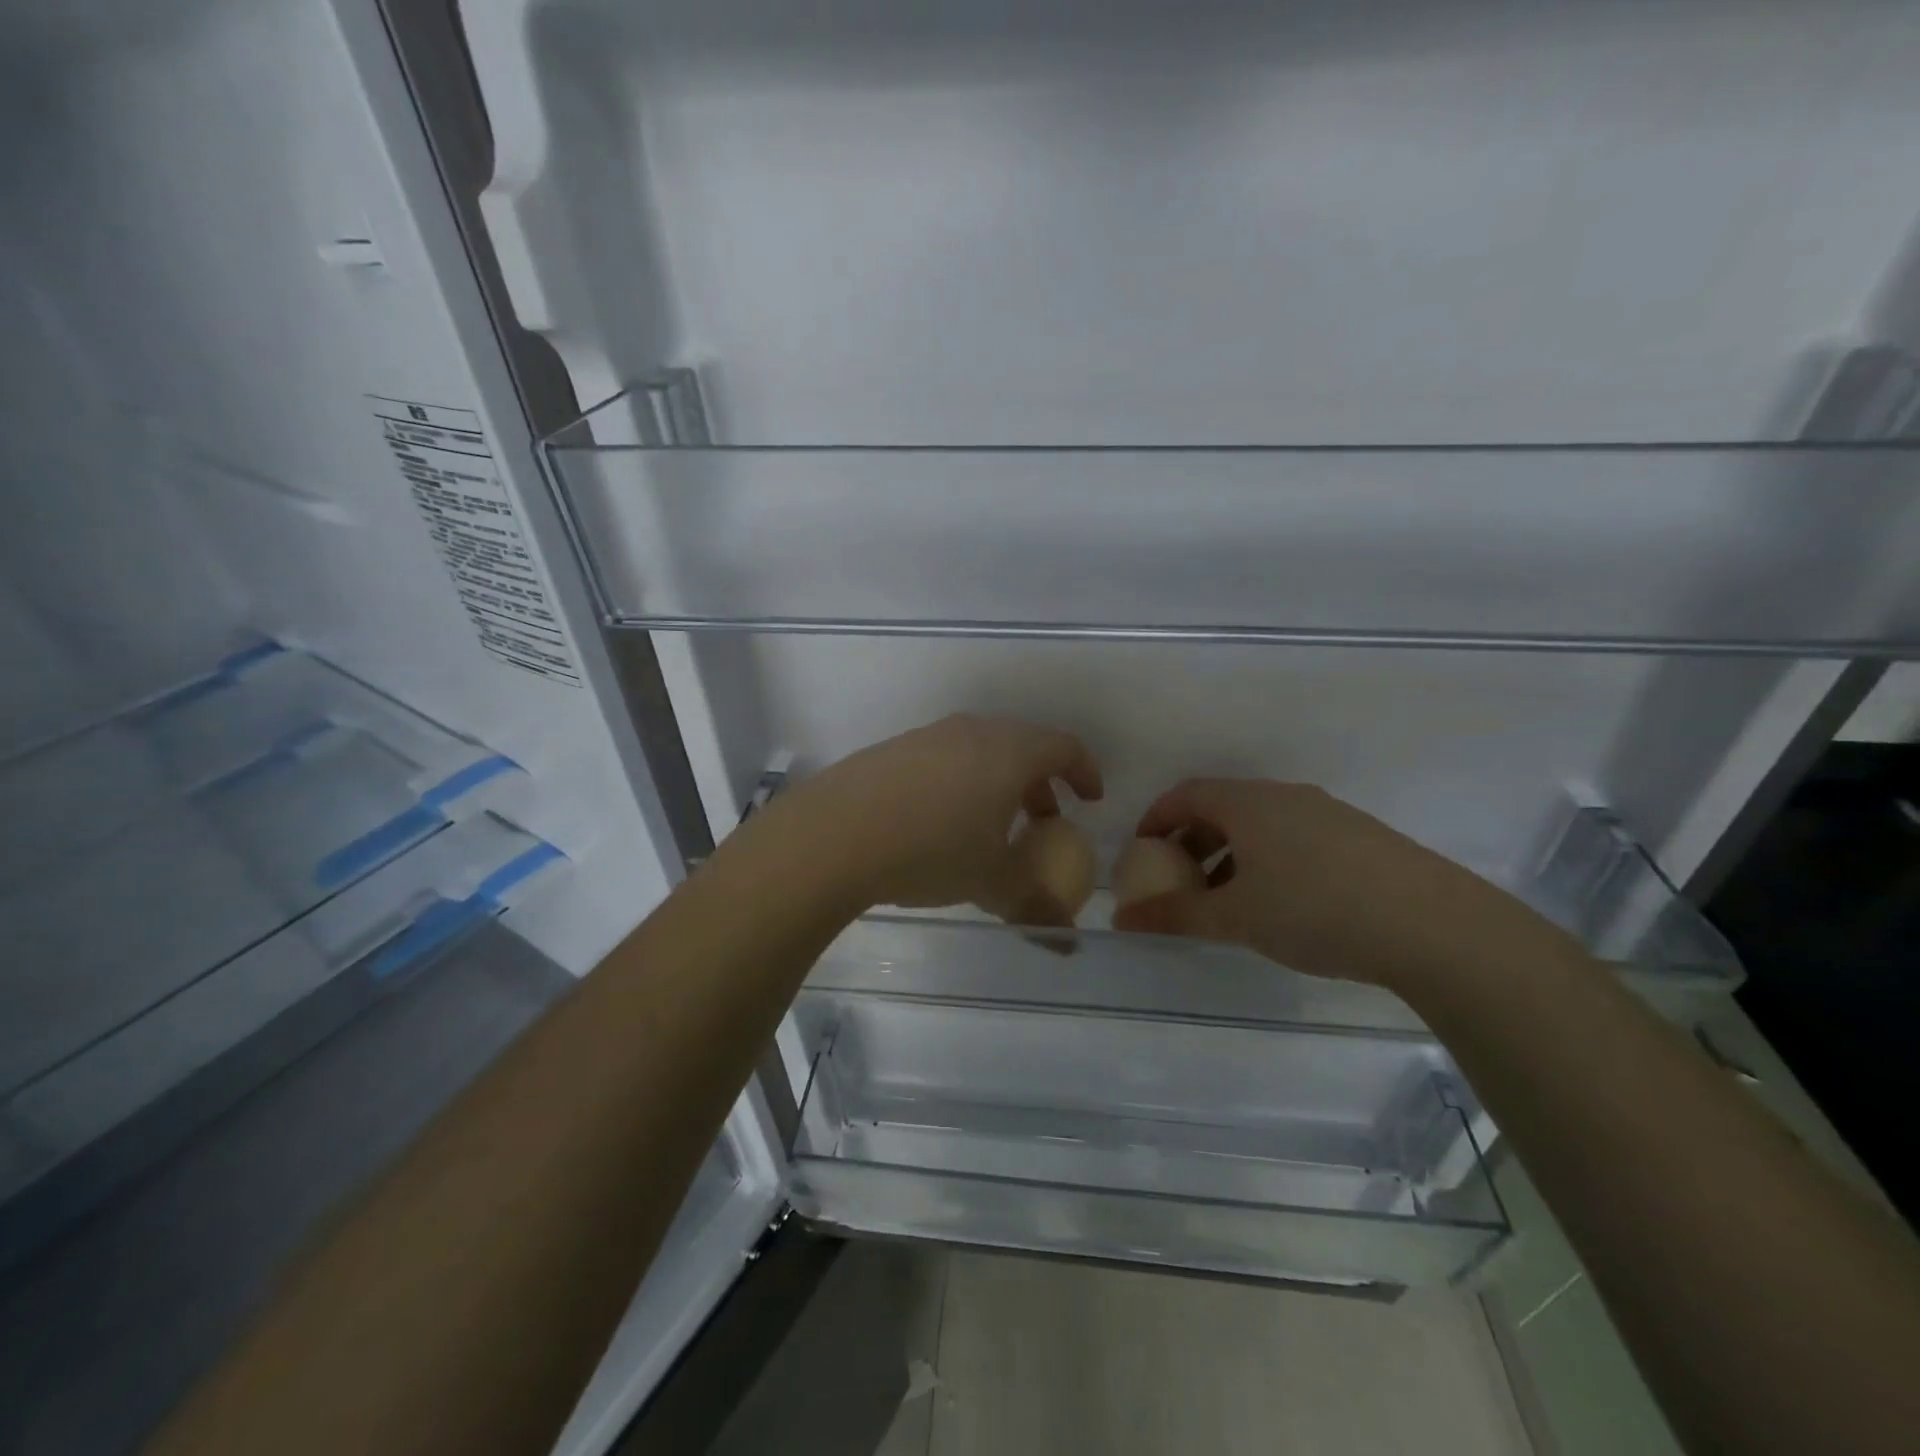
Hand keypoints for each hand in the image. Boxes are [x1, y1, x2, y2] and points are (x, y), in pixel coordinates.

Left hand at [790, 714, 1102, 922]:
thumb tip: (1067, 942)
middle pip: (1022, 745)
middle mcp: (972, 732)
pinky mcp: (892, 750)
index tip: (1090, 800)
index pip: (1063, 747)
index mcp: (1008, 751)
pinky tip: (940, 822)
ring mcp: (927, 736)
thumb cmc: (931, 850)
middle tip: (1043, 820)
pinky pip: (943, 759)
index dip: (1085, 772)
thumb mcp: (991, 883)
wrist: (833, 835)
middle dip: (1041, 782)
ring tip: (992, 826)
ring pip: (980, 750)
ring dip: (998, 783)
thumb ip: (1035, 908)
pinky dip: (960, 782)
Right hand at [1111, 779, 1553, 989]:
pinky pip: (1294, 838)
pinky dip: (1267, 860)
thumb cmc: (1314, 909)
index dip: (1156, 818)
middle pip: (1223, 807)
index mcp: (1249, 803)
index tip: (1140, 850)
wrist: (1432, 926)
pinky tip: (1279, 903)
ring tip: (1225, 898)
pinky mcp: (1360, 838)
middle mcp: (1286, 797)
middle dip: (1191, 840)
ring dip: (1230, 853)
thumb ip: (1175, 915)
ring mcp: (1328, 814)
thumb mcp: (1235, 917)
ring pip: (1261, 825)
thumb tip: (1121, 920)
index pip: (1186, 794)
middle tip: (1177, 877)